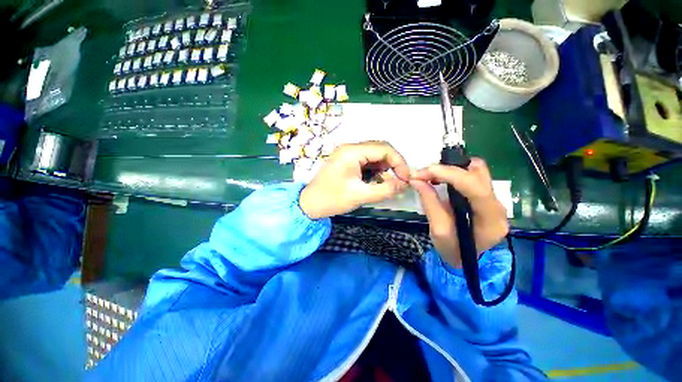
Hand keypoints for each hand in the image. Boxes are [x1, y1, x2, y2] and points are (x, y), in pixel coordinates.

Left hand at [299, 141, 410, 218]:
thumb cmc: (332, 199)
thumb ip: (385, 189)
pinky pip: (366, 160)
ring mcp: (347, 153)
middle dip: (393, 164)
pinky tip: (375, 180)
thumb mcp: (360, 196)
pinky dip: (375, 169)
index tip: (406, 179)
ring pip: (374, 154)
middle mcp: (350, 147)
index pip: (384, 148)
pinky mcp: (346, 160)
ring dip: (384, 167)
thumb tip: (404, 184)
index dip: (399, 162)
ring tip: (386, 182)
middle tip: (399, 180)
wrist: (310, 204)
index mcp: (352, 152)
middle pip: (380, 149)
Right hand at [410, 158, 508, 267]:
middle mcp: (498, 207)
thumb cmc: (451, 248)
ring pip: (478, 171)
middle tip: (425, 173)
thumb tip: (415, 180)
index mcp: (490, 220)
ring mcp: (495, 200)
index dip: (450, 175)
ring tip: (432, 175)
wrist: (463, 257)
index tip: (426, 172)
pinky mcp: (487, 197)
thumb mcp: (437, 229)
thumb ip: (429, 202)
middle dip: (449, 169)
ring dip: (452, 168)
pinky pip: (473, 176)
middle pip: (479, 174)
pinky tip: (441, 178)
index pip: (476, 188)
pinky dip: (455, 173)